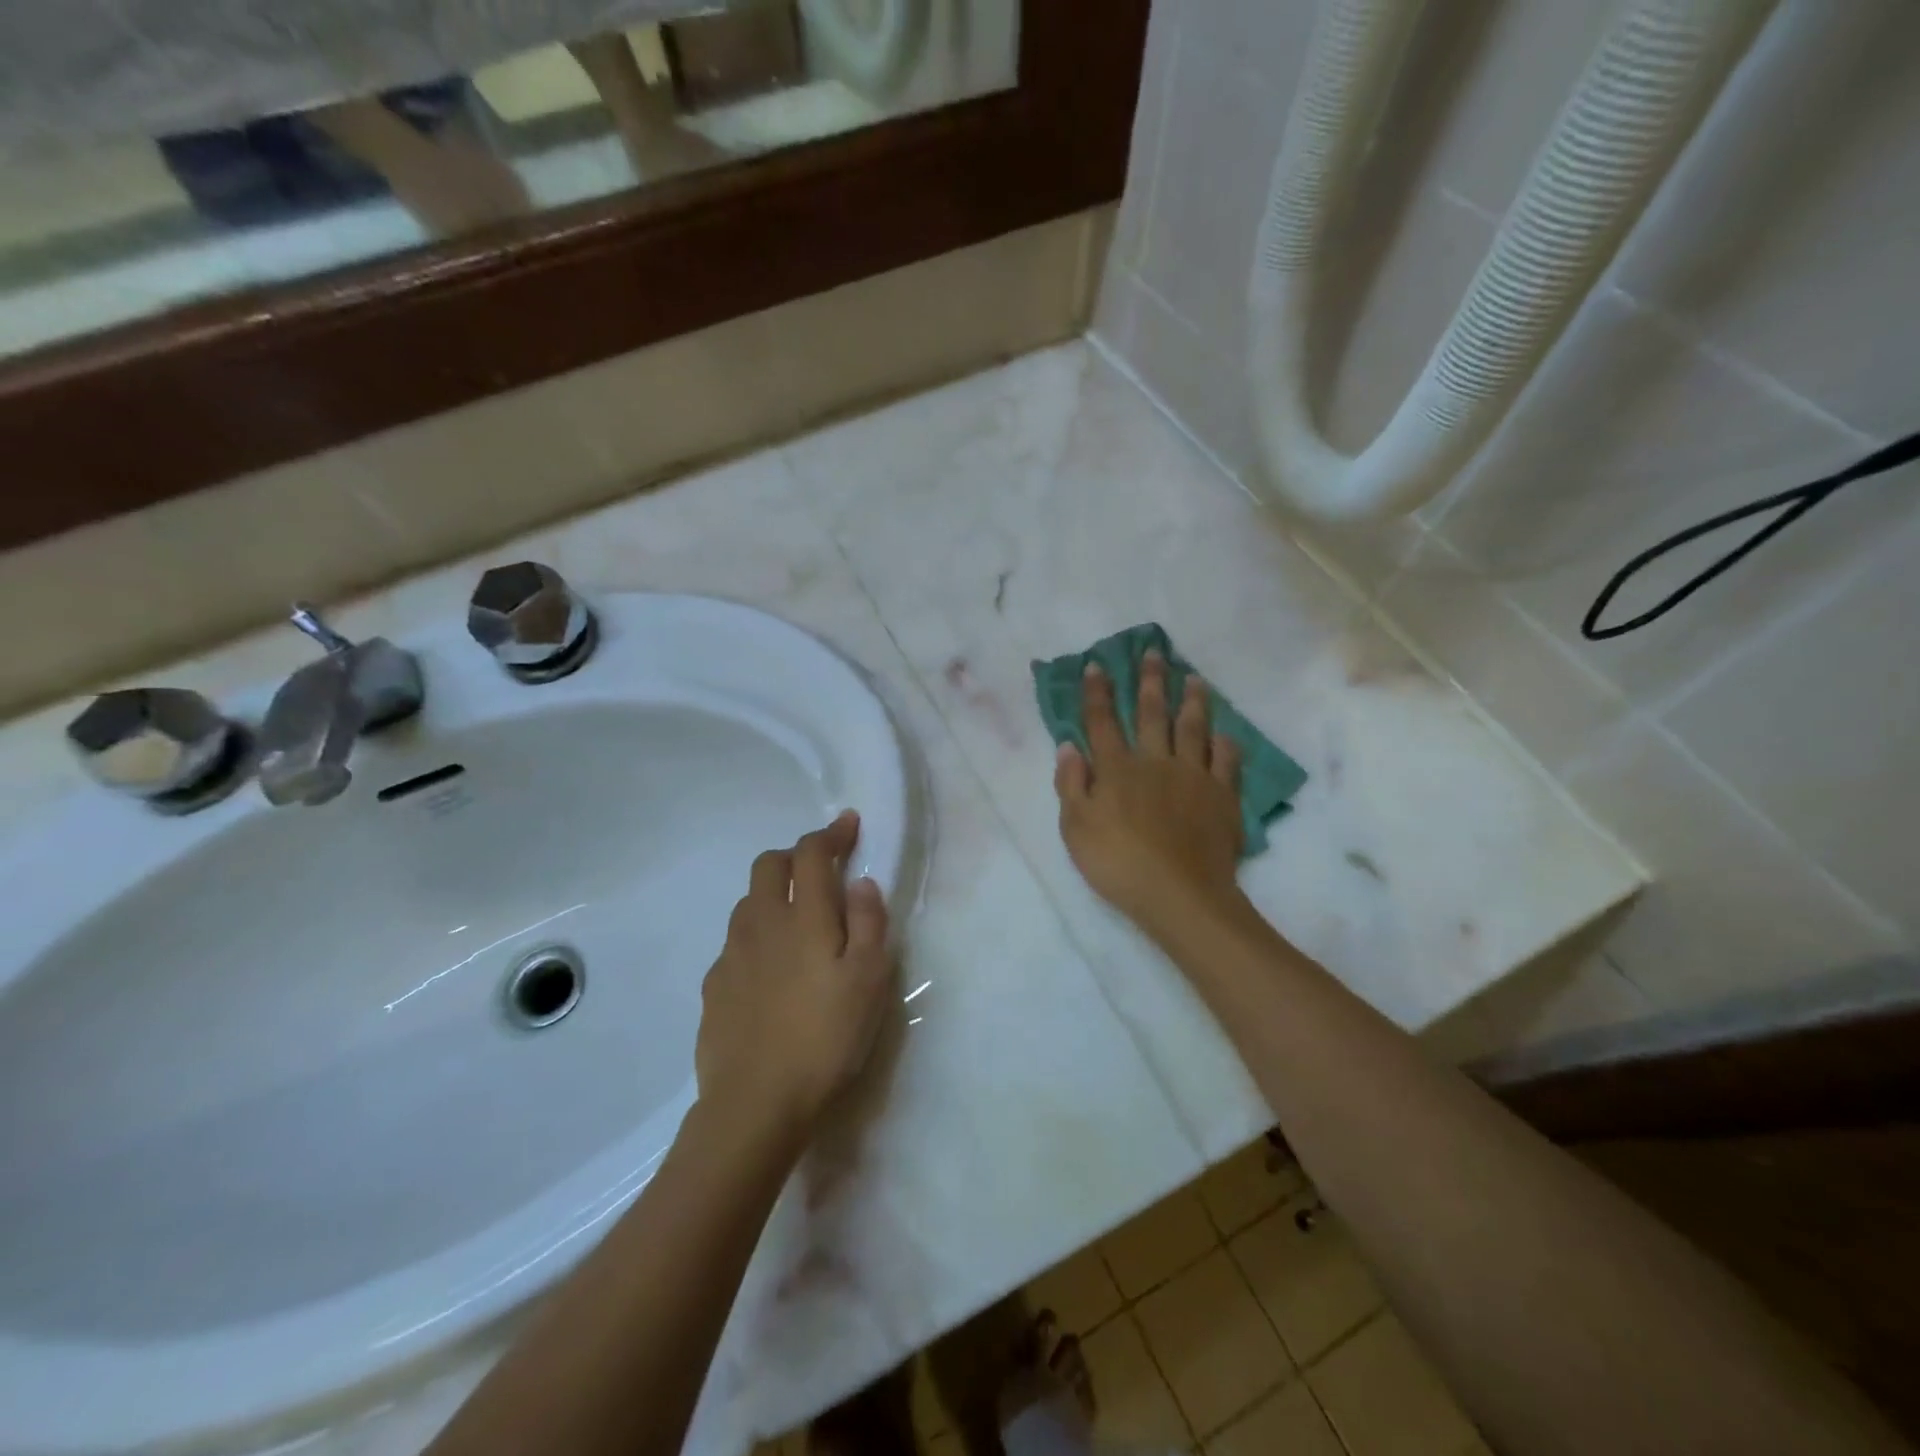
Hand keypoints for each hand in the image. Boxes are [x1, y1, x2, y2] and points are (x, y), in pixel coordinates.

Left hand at [696, 812, 893, 1138]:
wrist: (754, 1105)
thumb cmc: (825, 1039)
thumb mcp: (869, 981)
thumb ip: (868, 924)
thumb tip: (861, 883)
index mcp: (803, 917)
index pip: (811, 854)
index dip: (830, 833)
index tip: (849, 825)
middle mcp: (761, 924)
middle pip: (769, 866)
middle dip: (795, 856)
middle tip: (821, 872)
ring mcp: (730, 955)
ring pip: (748, 903)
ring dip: (773, 895)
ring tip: (798, 922)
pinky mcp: (713, 987)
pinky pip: (736, 943)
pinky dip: (756, 937)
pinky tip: (771, 972)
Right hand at [1054, 651, 1244, 935]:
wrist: (1179, 894)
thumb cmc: (1117, 863)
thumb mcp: (1075, 828)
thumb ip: (1070, 784)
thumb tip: (1068, 745)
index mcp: (1117, 769)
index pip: (1103, 722)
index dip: (1098, 692)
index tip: (1097, 665)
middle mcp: (1155, 762)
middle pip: (1152, 713)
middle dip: (1150, 681)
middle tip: (1154, 652)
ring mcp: (1193, 776)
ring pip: (1193, 728)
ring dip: (1192, 700)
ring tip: (1194, 677)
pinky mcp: (1222, 796)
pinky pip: (1226, 761)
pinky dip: (1224, 743)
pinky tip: (1224, 734)